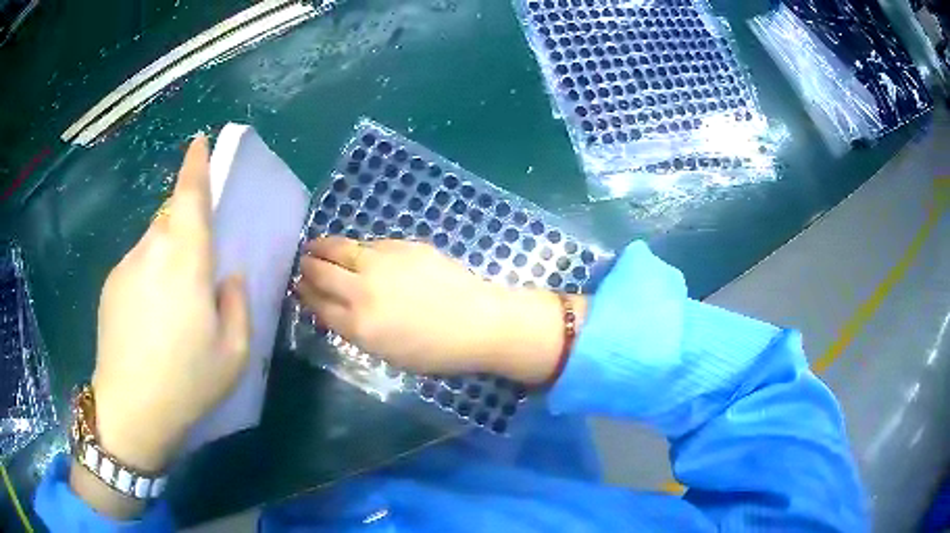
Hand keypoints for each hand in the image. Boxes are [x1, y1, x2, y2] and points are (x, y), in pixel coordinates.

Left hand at [90, 136, 249, 472]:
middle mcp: (151, 252)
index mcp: (185, 263)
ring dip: (167, 257)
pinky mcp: (110, 286)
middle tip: (196, 270)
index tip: (199, 141)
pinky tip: (151, 321)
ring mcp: (125, 267)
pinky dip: (149, 276)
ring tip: (173, 308)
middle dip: (186, 227)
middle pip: (171, 217)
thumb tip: (225, 275)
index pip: (189, 197)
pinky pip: (137, 264)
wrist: (131, 412)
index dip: (195, 166)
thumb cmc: (187, 384)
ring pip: (152, 242)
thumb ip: (236, 304)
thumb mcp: (234, 354)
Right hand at [296, 237, 585, 383]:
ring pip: (339, 248)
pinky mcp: (401, 246)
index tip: (298, 287)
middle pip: (321, 273)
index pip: (318, 304)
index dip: (304, 294)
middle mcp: (362, 291)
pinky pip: (368, 243)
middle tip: (303, 264)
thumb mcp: (388, 353)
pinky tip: (353, 249)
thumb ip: (355, 330)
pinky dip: (355, 247)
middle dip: (307, 268)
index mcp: (359, 326)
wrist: (480, 322)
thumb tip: (332, 309)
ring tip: (315, 247)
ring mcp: (381, 263)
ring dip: (322, 247)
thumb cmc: (436, 351)